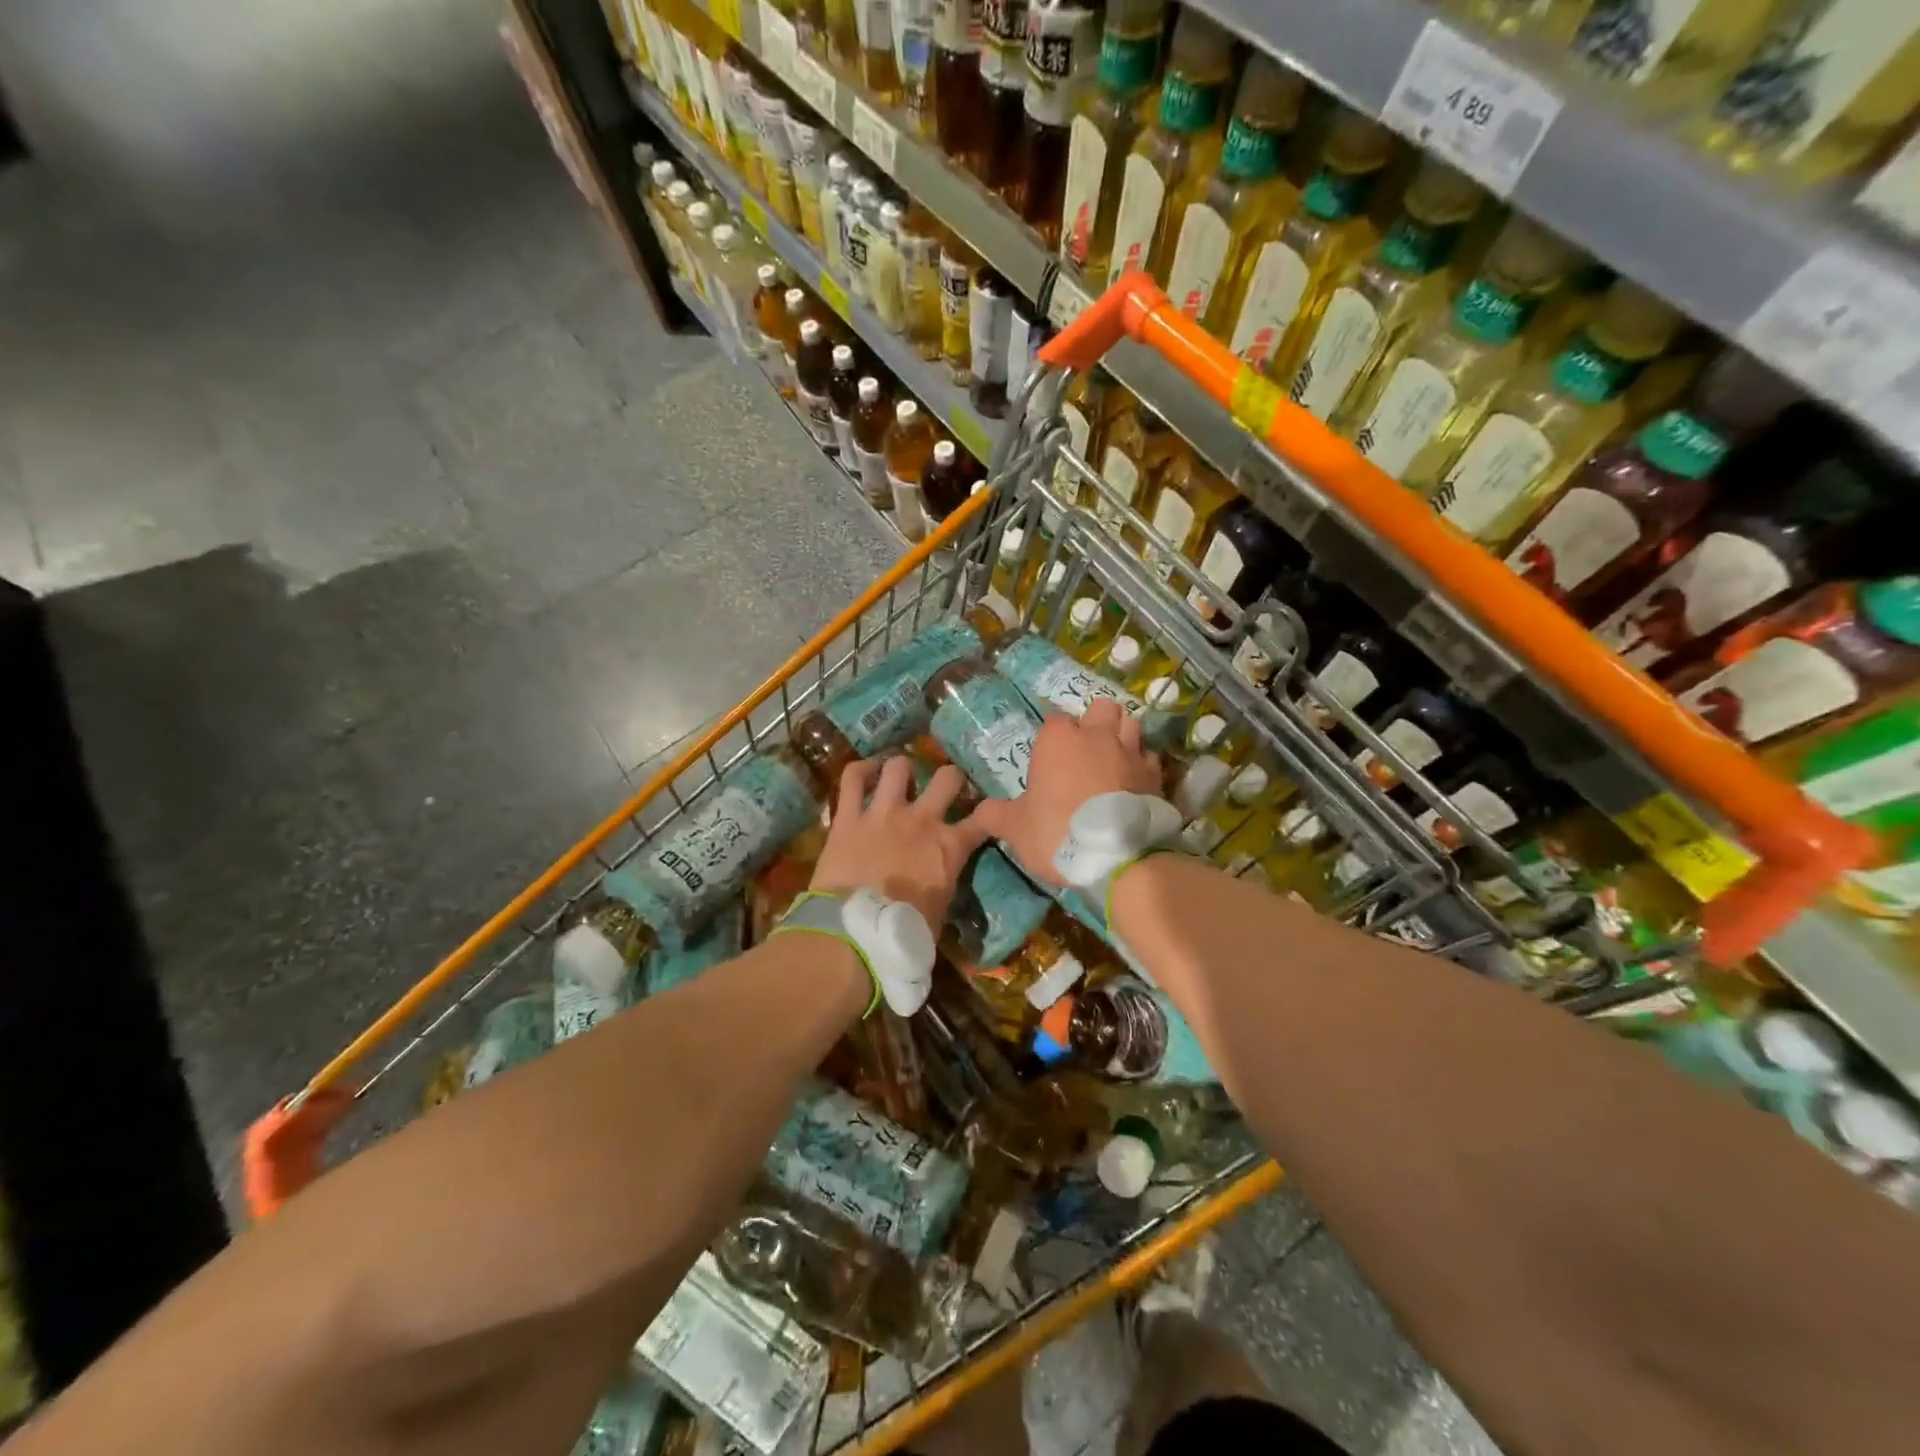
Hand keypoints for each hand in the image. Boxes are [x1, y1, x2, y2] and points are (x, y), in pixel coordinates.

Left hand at [811, 756, 991, 929]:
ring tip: (900, 775)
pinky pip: (852, 778)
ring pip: (899, 767)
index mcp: (949, 847)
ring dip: (902, 769)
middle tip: (944, 785)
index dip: (988, 813)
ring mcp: (884, 813)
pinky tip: (865, 770)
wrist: (856, 932)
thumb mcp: (940, 911)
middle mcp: (922, 820)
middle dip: (950, 778)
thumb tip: (941, 883)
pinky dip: (860, 770)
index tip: (987, 813)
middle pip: (947, 778)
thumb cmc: (904, 933)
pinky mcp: (849, 816)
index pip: (983, 820)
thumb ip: (945, 884)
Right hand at [970, 699, 1160, 888]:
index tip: (1048, 762)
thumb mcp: (1015, 828)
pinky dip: (1142, 764)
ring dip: (1122, 734)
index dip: (1051, 739)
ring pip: (1130, 723)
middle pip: (1101, 708)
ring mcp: (1131, 751)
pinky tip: (1134, 781)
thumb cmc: (1058, 832)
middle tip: (1085, 750)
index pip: (1054, 721)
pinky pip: (1149, 756)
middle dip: (1095, 722)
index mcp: (1059, 740)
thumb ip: (994, 815)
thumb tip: (977, 813)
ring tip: (1112, 757)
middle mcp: (1097, 735)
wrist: (1118, 857)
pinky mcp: (1156, 774)